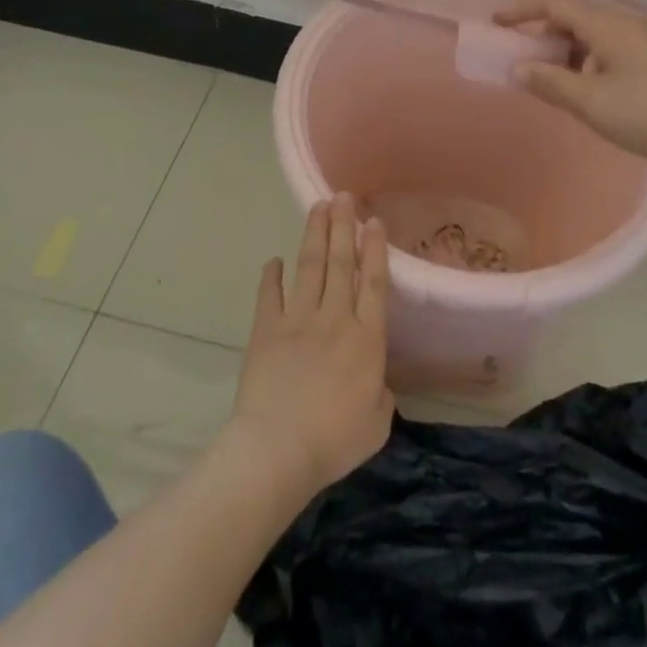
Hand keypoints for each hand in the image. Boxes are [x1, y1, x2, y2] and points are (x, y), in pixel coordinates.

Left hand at [229, 194, 394, 504]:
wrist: (277, 450)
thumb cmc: (333, 441)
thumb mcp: (376, 425)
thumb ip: (381, 396)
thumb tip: (376, 384)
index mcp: (366, 339)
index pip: (374, 282)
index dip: (375, 249)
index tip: (373, 221)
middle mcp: (335, 318)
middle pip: (341, 262)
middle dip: (343, 226)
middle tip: (344, 196)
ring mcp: (298, 320)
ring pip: (309, 267)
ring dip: (314, 235)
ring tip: (318, 207)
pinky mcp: (266, 330)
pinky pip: (270, 295)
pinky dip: (271, 276)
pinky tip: (273, 260)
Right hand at [495, 0, 646, 170]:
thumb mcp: (594, 104)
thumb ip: (551, 83)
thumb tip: (519, 68)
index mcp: (606, 25)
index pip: (553, 3)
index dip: (520, 9)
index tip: (494, 22)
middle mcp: (624, 22)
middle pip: (572, 14)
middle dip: (540, 31)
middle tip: (518, 55)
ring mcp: (644, 39)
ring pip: (591, 32)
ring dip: (564, 48)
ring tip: (548, 77)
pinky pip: (608, 47)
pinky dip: (585, 59)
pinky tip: (586, 87)